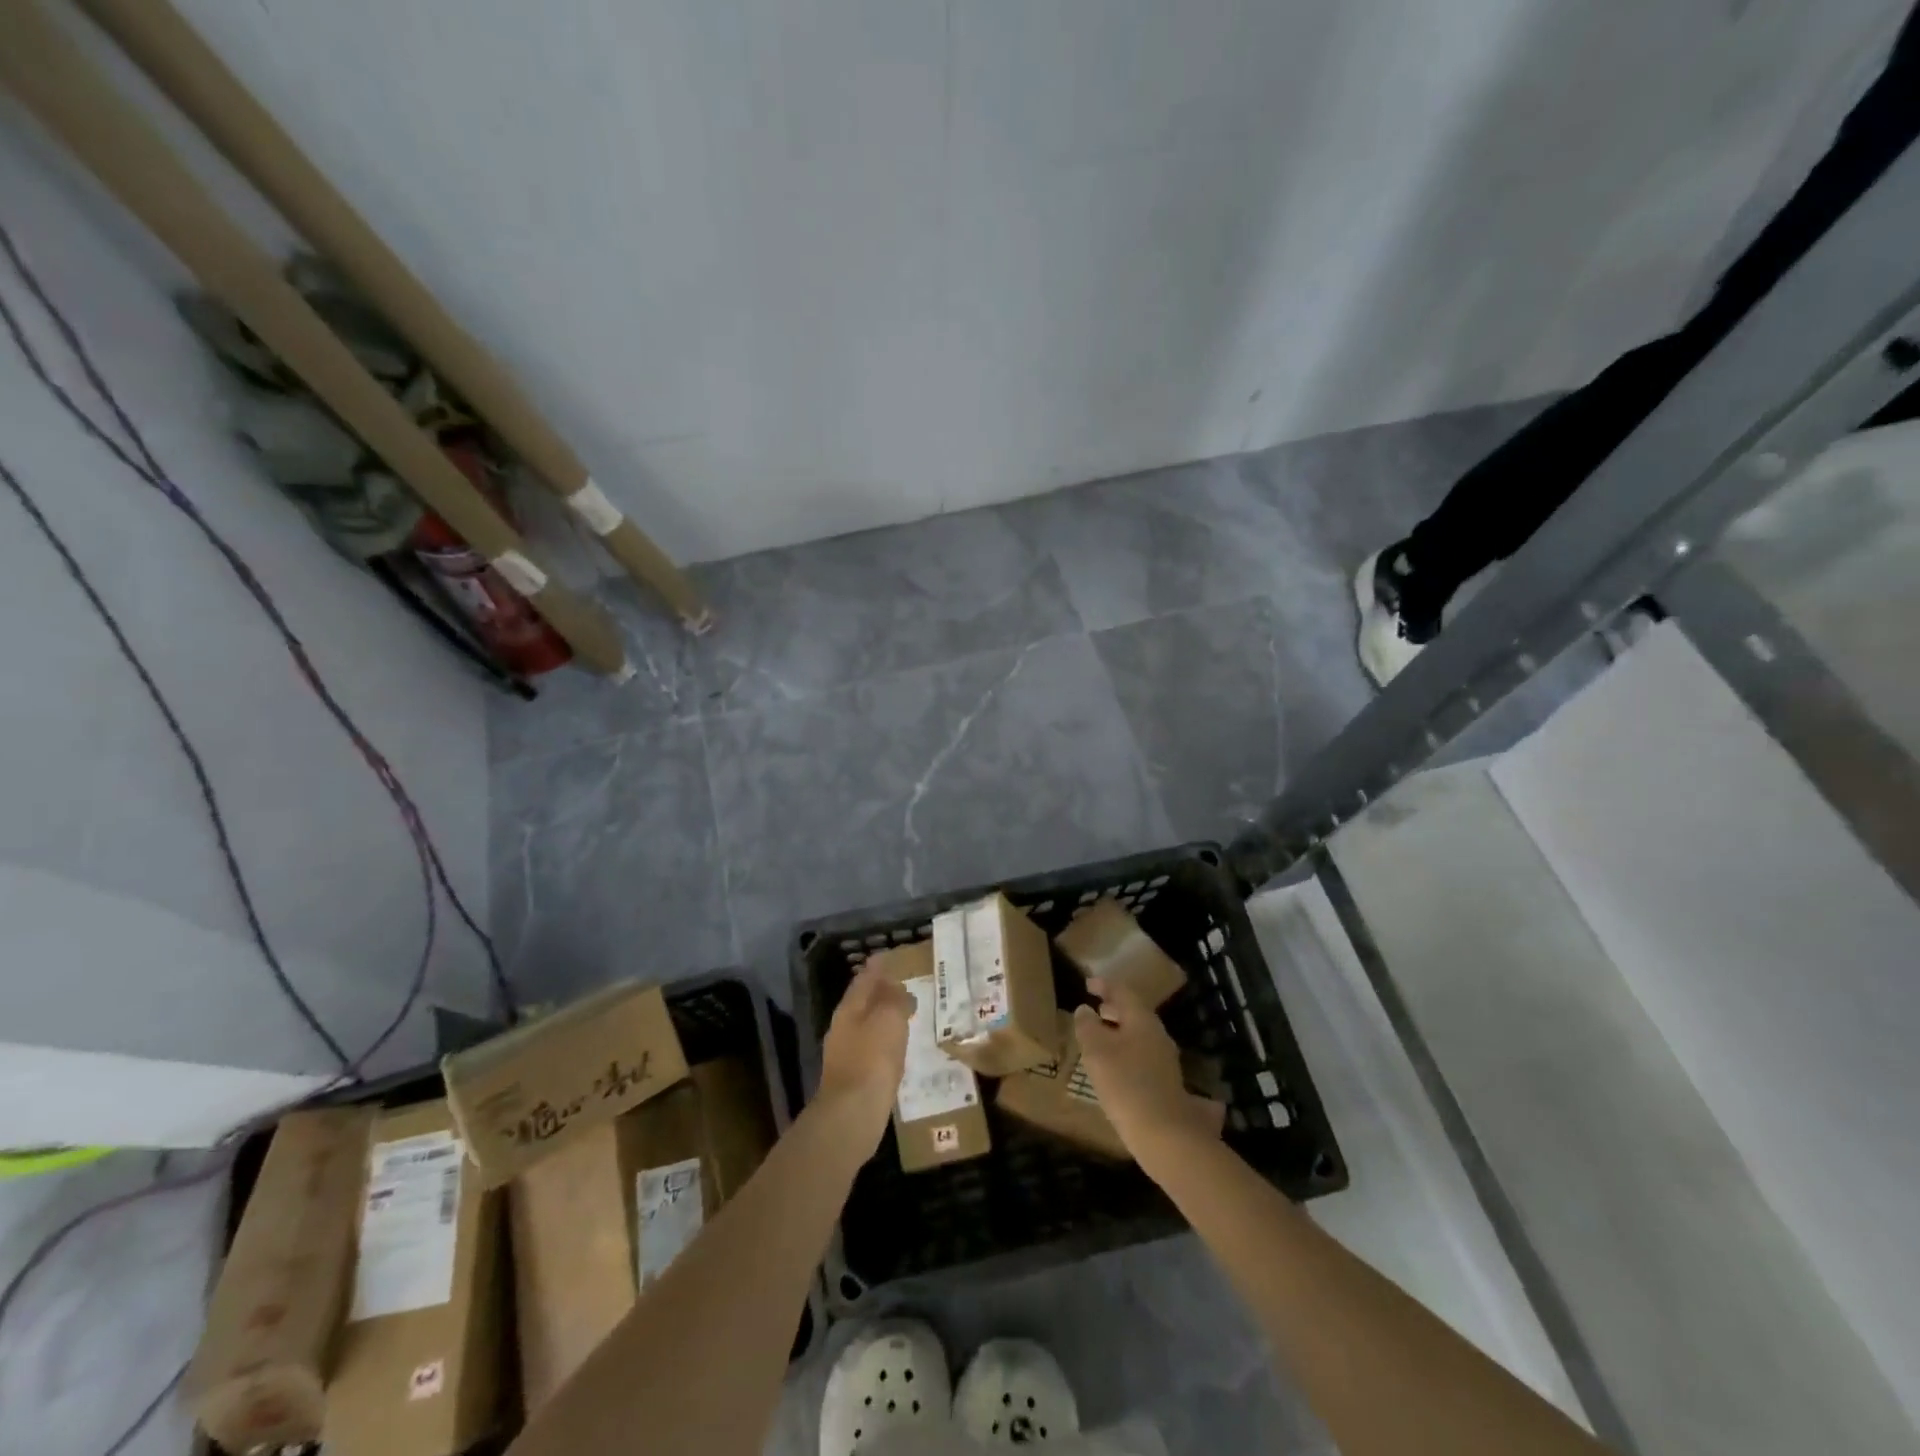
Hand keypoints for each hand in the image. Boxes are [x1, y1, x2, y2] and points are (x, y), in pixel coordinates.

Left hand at [817, 966, 913, 1142]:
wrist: (852, 1114)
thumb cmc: (872, 1058)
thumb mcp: (889, 1019)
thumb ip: (894, 999)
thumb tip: (897, 988)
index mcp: (849, 1009)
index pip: (864, 979)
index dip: (877, 967)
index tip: (890, 957)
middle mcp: (843, 1027)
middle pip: (863, 1002)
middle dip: (881, 992)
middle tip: (904, 984)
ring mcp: (846, 1054)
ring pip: (867, 1025)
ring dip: (884, 1017)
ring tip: (906, 1014)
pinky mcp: (854, 1077)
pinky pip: (873, 1048)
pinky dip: (885, 1041)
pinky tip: (898, 1048)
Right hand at [1075, 978, 1222, 1166]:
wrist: (1165, 1136)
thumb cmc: (1126, 1086)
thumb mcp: (1097, 1052)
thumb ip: (1088, 1027)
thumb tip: (1084, 1009)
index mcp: (1142, 1021)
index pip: (1123, 992)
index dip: (1104, 985)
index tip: (1088, 983)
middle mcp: (1157, 1035)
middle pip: (1134, 1012)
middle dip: (1113, 1007)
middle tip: (1094, 1006)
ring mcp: (1164, 1060)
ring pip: (1138, 1034)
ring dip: (1118, 1030)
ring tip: (1099, 1035)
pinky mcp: (1165, 1083)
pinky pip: (1141, 1054)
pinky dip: (1124, 1050)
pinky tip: (1112, 1066)